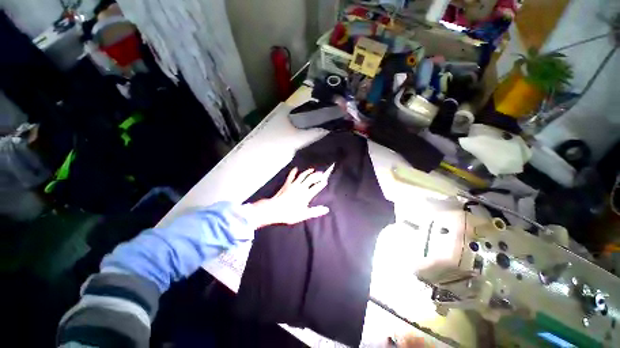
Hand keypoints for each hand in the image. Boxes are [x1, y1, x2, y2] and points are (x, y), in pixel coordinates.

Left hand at [251, 164, 334, 227]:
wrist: (274, 209)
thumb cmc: (290, 213)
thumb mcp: (304, 214)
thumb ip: (315, 211)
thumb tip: (326, 209)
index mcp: (306, 195)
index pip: (317, 187)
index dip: (322, 184)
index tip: (325, 181)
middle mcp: (301, 187)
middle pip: (311, 178)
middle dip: (317, 175)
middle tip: (322, 173)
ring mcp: (294, 184)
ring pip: (303, 175)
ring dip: (308, 172)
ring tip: (313, 169)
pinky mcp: (287, 184)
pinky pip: (291, 176)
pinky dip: (294, 171)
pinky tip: (296, 168)